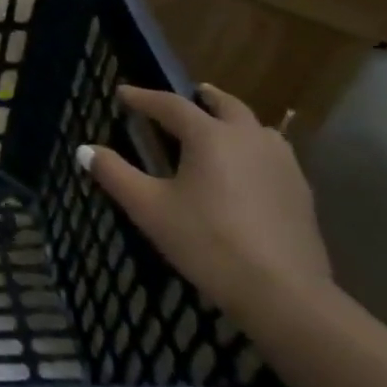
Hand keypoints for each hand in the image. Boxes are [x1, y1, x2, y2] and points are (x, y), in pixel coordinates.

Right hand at [81, 83, 330, 319]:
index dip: (144, 97)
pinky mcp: (300, 192)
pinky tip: (247, 169)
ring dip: (234, 120)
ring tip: (220, 128)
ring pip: (257, 128)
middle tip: (191, 94)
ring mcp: (282, 164)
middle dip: (203, 97)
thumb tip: (85, 150)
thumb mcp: (149, 208)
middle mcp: (248, 139)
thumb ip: (115, 174)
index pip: (171, 105)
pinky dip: (254, 147)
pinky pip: (273, 154)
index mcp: (209, 136)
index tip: (123, 93)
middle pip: (226, 105)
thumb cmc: (207, 242)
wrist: (283, 293)